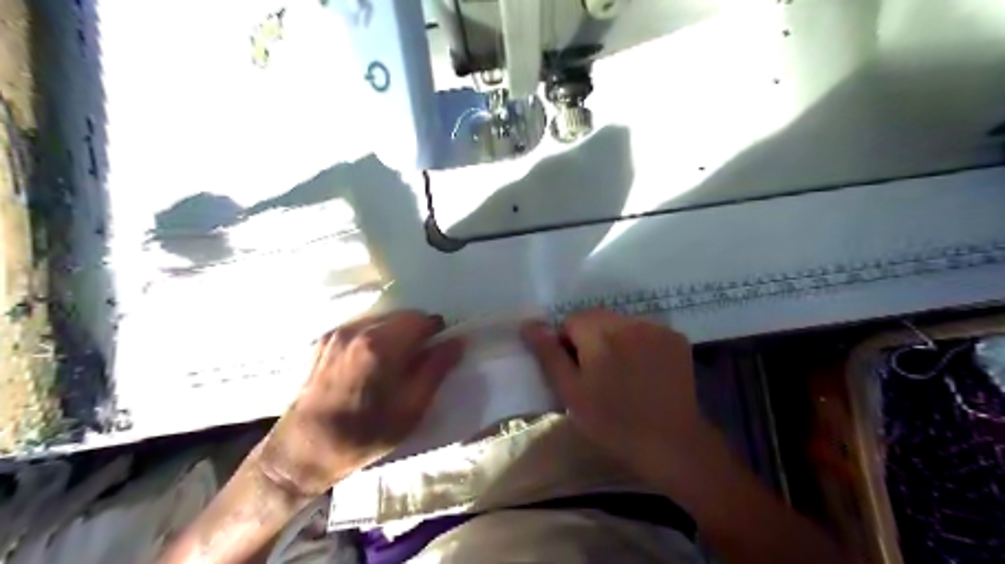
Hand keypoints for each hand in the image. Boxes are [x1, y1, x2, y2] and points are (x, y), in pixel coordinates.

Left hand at [256, 308, 463, 498]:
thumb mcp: (412, 407)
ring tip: (394, 364)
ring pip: (381, 320)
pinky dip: (375, 338)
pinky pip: (361, 328)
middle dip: (416, 332)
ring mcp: (337, 333)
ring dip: (395, 334)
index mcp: (381, 345)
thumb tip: (458, 341)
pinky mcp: (324, 340)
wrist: (304, 451)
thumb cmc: (365, 434)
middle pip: (400, 316)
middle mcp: (358, 330)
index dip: (436, 332)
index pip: (421, 319)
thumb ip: (437, 369)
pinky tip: (371, 365)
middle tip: (418, 360)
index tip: (439, 351)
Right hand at [523, 309, 709, 483]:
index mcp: (599, 333)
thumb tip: (529, 325)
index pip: (571, 320)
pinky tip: (643, 371)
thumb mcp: (571, 392)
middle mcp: (629, 322)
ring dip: (615, 340)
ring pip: (621, 324)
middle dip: (591, 339)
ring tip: (621, 374)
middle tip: (596, 374)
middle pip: (597, 318)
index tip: (575, 371)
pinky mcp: (675, 339)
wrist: (671, 444)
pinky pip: (646, 332)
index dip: (567, 344)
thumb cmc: (612, 422)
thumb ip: (549, 355)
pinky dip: (639, 344)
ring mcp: (656, 329)